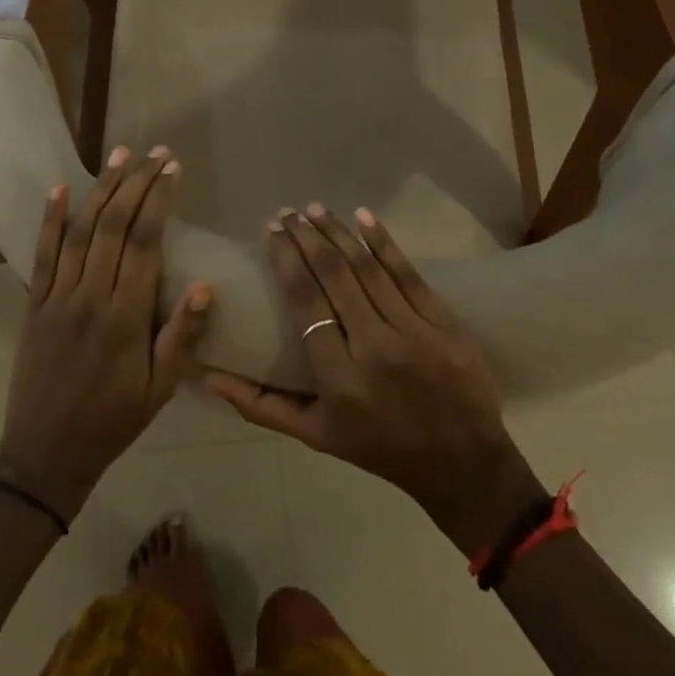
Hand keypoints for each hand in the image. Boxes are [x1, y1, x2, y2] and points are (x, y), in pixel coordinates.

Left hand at [0, 147, 211, 521]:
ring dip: (101, 188)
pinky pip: (42, 253)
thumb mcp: (159, 390)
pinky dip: (50, 218)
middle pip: (113, 225)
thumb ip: (181, 337)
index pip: (144, 242)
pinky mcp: (34, 302)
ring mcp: (57, 297)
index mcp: (125, 317)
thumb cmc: (113, 421)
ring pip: (80, 230)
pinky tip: (60, 188)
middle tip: (154, 152)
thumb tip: (205, 285)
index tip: (172, 169)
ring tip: (120, 154)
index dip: (158, 200)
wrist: (45, 456)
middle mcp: (90, 296)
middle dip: (135, 182)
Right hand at [207, 206, 545, 553]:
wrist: (464, 466)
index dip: (286, 259)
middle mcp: (374, 350)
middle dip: (307, 236)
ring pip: (368, 268)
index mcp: (339, 379)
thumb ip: (262, 405)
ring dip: (338, 232)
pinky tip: (363, 216)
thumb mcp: (316, 436)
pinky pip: (409, 274)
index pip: (305, 302)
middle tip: (288, 212)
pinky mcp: (445, 324)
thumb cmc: (380, 449)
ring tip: (315, 209)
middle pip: (334, 276)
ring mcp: (414, 334)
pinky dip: (384, 242)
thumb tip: (210, 376)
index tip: (273, 231)